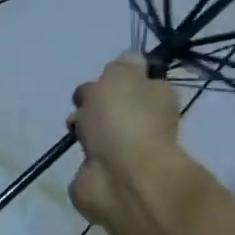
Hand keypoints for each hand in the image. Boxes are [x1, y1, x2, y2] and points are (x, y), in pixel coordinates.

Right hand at [69, 54, 183, 226]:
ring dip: (84, 128)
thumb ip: (123, 64)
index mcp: (157, 96)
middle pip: (111, 106)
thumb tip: (131, 60)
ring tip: (77, 130)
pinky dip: (83, 156)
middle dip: (92, 103)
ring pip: (98, 131)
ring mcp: (125, 151)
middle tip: (84, 106)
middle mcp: (145, 123)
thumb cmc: (123, 118)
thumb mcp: (122, 74)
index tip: (102, 81)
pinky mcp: (105, 174)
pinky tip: (79, 153)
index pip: (135, 81)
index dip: (114, 78)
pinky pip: (89, 159)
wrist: (119, 175)